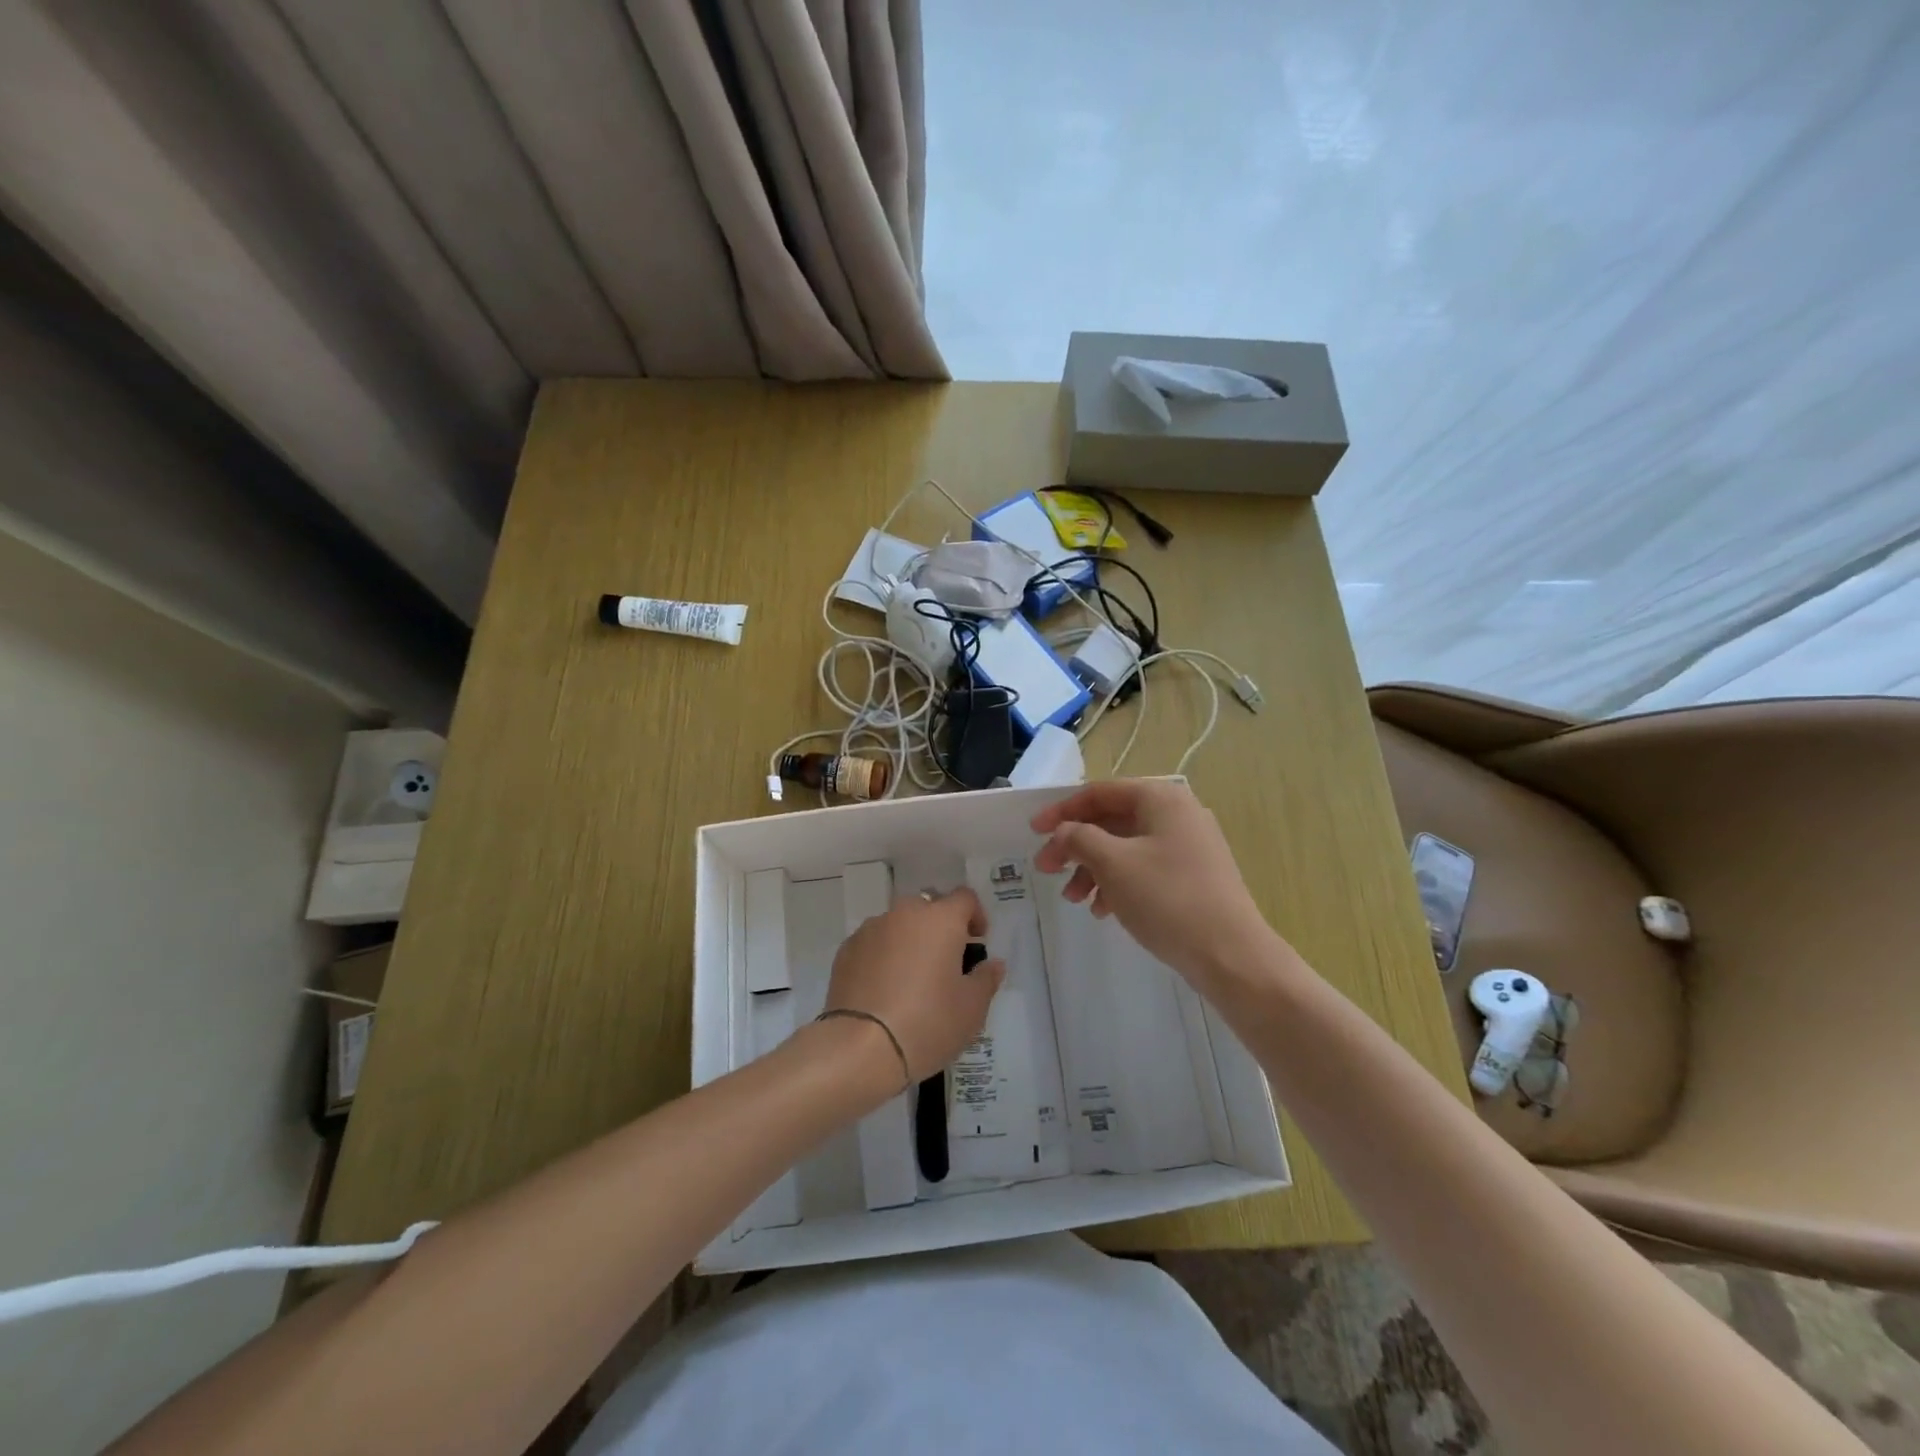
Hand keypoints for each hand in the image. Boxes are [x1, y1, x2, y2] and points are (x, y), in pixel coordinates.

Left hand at [823, 888, 1006, 1081]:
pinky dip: (883, 956)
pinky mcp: (846, 951)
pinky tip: (884, 989)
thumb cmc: (927, 1023)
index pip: (964, 898)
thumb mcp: (971, 1008)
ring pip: (898, 924)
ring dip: (910, 940)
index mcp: (940, 920)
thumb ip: (986, 979)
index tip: (977, 942)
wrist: (859, 1048)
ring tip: (912, 979)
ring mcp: (871, 929)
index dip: (975, 916)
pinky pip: (874, 943)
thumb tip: (992, 964)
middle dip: (940, 927)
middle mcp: (904, 914)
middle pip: (929, 907)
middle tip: (945, 962)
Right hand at [1031, 780, 1279, 992]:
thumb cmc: (1167, 899)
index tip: (1033, 832)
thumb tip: (1063, 832)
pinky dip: (1118, 884)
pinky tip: (1103, 911)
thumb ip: (1079, 838)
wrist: (1231, 955)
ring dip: (1093, 869)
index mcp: (1161, 798)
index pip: (1100, 792)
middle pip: (1111, 821)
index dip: (1062, 810)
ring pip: (1125, 848)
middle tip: (1048, 870)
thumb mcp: (1113, 863)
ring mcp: (1189, 846)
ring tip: (1074, 900)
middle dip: (1076, 846)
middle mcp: (1177, 814)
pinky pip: (1144, 869)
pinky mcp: (1192, 876)